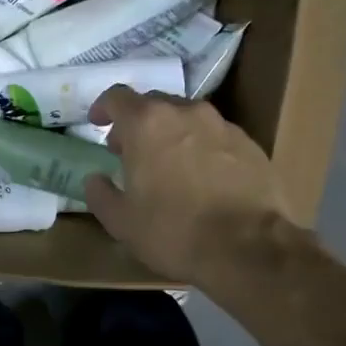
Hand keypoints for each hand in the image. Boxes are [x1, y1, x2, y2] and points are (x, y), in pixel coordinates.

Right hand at [83, 88, 293, 283]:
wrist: (249, 247)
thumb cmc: (174, 231)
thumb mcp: (121, 222)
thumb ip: (101, 194)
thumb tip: (96, 179)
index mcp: (147, 124)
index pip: (117, 97)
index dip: (103, 107)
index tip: (98, 123)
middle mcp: (185, 112)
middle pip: (154, 104)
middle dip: (137, 123)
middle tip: (131, 152)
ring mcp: (222, 125)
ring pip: (187, 119)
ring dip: (171, 134)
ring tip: (168, 166)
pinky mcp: (249, 144)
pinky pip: (215, 137)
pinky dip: (201, 148)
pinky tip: (202, 179)